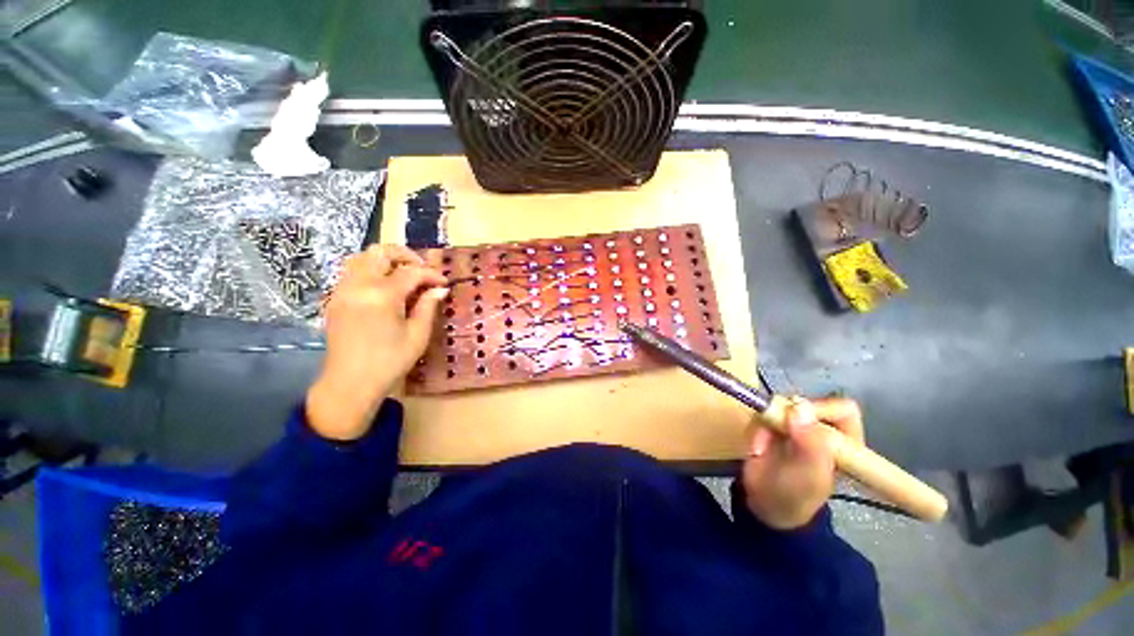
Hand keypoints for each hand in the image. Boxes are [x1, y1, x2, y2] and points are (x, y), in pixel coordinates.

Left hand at [306, 245, 447, 439]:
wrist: (350, 383)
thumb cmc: (390, 362)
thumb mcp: (417, 335)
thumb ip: (428, 306)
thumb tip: (440, 289)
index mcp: (382, 296)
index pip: (411, 272)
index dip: (431, 274)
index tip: (444, 282)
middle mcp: (359, 286)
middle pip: (380, 252)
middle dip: (405, 255)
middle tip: (422, 270)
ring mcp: (342, 290)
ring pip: (362, 258)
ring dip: (385, 260)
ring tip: (403, 274)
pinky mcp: (335, 299)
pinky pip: (352, 272)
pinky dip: (371, 270)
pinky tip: (385, 287)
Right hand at [741, 397, 863, 529]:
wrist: (764, 505)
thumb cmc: (795, 496)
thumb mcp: (807, 476)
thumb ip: (809, 445)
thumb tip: (800, 408)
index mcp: (846, 443)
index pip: (841, 409)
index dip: (820, 409)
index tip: (795, 420)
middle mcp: (823, 430)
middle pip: (806, 403)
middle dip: (784, 418)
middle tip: (771, 432)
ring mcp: (797, 426)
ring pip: (779, 406)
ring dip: (765, 426)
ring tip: (760, 450)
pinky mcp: (774, 425)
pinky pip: (762, 414)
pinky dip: (755, 430)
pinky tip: (756, 449)